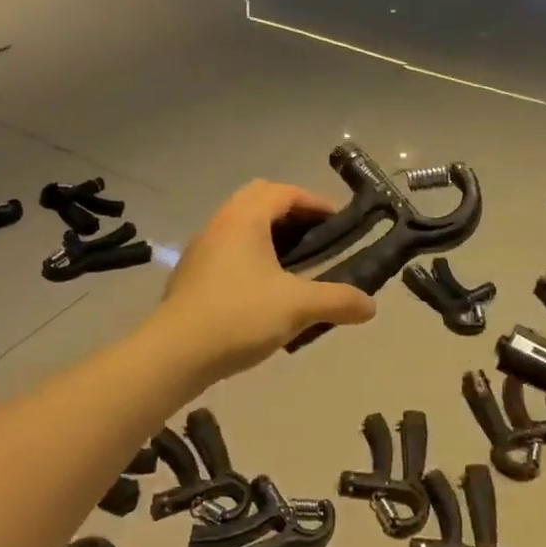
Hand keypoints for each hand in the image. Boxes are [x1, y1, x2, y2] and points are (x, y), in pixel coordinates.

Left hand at [158, 180, 375, 380]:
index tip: (340, 222)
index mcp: (245, 218)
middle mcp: (221, 224)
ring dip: (271, 235)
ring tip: (298, 264)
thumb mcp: (297, 307)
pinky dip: (253, 255)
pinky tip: (267, 289)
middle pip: (260, 200)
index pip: (284, 192)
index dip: (316, 202)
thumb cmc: (239, 316)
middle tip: (318, 238)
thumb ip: (338, 300)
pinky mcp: (193, 275)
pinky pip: (229, 250)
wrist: (174, 354)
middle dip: (292, 213)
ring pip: (242, 226)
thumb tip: (371, 306)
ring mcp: (202, 249)